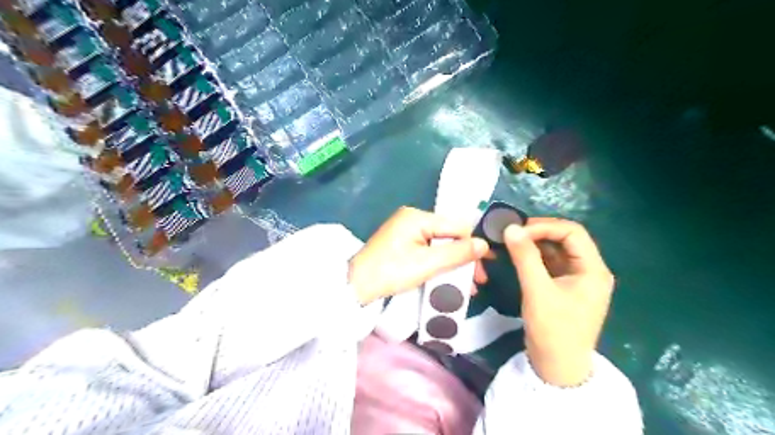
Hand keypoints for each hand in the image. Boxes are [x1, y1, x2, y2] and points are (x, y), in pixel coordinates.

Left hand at [351, 208, 488, 305]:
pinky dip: (439, 264)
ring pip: (440, 245)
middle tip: (477, 281)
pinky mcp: (402, 244)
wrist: (356, 286)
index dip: (473, 245)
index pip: (456, 226)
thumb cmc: (391, 272)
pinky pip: (428, 250)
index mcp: (418, 217)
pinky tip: (449, 279)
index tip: (485, 266)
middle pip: (448, 235)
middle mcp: (413, 219)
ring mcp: (406, 231)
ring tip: (467, 286)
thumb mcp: (427, 264)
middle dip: (464, 258)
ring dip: (454, 264)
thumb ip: (457, 253)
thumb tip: (484, 244)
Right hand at [504, 219, 618, 384]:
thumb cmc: (553, 330)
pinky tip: (518, 254)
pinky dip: (535, 256)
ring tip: (512, 241)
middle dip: (539, 232)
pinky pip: (551, 262)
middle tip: (512, 233)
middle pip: (566, 238)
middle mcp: (590, 269)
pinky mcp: (565, 286)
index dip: (545, 226)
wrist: (557, 367)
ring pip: (557, 250)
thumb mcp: (537, 291)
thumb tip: (510, 228)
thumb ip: (525, 257)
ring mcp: (578, 278)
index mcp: (593, 269)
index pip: (572, 232)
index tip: (517, 230)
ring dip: (535, 243)